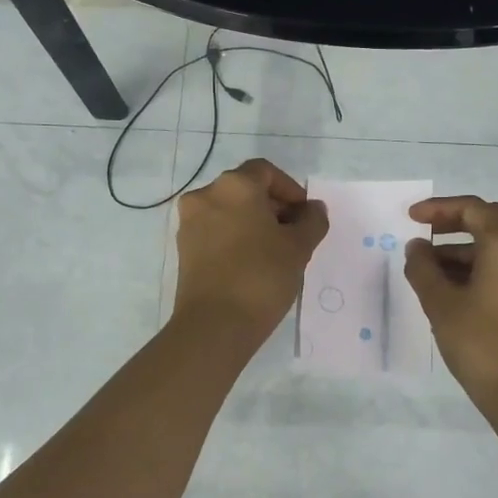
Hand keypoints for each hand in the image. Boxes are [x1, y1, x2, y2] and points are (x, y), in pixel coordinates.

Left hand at [173, 158, 328, 340]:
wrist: (214, 325)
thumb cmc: (261, 276)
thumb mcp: (299, 247)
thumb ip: (312, 221)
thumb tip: (313, 208)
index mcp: (234, 186)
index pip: (265, 172)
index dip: (290, 189)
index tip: (304, 215)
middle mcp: (206, 196)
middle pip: (245, 189)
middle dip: (272, 207)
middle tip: (293, 235)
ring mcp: (190, 223)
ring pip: (229, 211)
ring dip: (253, 223)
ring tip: (275, 253)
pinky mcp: (184, 249)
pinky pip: (215, 232)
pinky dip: (234, 238)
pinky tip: (252, 264)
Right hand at [404, 196, 497, 409]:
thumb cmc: (481, 344)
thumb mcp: (440, 304)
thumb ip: (422, 267)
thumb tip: (417, 247)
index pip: (473, 209)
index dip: (438, 209)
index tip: (411, 217)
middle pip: (492, 219)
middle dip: (455, 222)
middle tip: (424, 233)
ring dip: (467, 246)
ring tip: (431, 265)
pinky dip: (484, 263)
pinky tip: (456, 283)